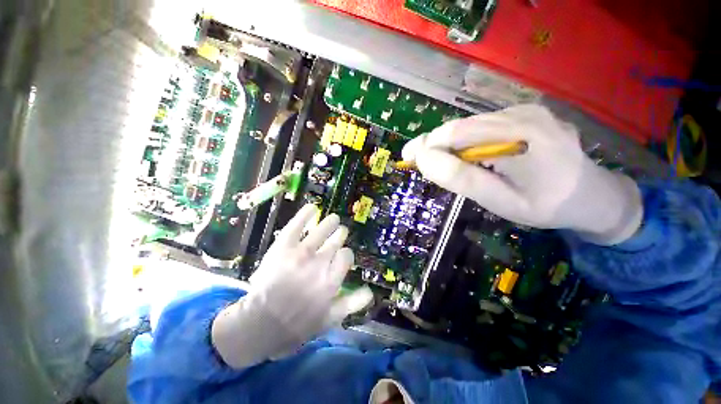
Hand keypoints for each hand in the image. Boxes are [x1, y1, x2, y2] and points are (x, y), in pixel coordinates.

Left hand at [212, 204, 372, 368]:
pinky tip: (312, 207)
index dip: (346, 254)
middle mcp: (319, 263)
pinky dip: (305, 214)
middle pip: (335, 241)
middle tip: (341, 231)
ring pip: (321, 231)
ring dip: (330, 223)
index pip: (346, 256)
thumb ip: (351, 305)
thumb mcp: (328, 321)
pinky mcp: (282, 247)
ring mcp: (301, 253)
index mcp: (331, 280)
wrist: (259, 325)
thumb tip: (371, 293)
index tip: (342, 255)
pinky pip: (296, 226)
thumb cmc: (296, 325)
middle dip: (340, 235)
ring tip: (334, 219)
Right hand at [402, 105, 642, 244]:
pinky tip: (472, 157)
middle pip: (461, 126)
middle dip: (434, 144)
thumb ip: (462, 179)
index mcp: (520, 138)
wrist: (594, 195)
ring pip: (471, 125)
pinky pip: (484, 126)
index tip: (408, 159)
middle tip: (420, 163)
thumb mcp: (501, 201)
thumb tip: (425, 159)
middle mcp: (522, 115)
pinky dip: (468, 141)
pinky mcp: (526, 114)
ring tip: (445, 164)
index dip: (427, 145)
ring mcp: (526, 111)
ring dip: (451, 144)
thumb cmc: (547, 205)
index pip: (457, 134)